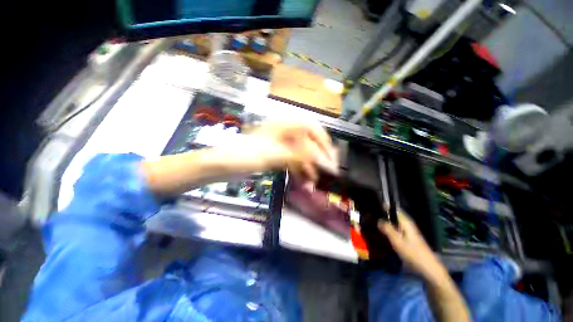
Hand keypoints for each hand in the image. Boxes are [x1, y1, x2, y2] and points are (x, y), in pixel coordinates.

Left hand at [243, 121, 337, 181]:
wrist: (223, 165)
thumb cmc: (244, 155)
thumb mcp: (272, 154)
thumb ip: (297, 156)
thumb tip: (319, 159)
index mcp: (283, 127)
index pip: (310, 126)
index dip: (322, 139)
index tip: (329, 155)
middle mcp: (284, 134)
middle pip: (308, 141)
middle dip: (318, 156)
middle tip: (327, 170)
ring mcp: (281, 146)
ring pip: (301, 154)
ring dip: (309, 166)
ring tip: (314, 181)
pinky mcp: (277, 156)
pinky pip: (293, 162)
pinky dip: (299, 171)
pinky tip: (304, 181)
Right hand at [378, 211, 446, 280]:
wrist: (428, 269)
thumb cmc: (413, 253)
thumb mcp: (397, 241)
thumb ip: (387, 228)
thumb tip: (378, 219)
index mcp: (405, 222)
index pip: (393, 208)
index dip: (384, 206)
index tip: (372, 207)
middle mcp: (407, 224)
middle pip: (393, 215)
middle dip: (382, 215)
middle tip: (370, 217)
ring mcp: (408, 231)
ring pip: (393, 222)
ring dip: (385, 223)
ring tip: (373, 224)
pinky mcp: (407, 238)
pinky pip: (395, 229)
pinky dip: (388, 229)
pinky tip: (381, 233)